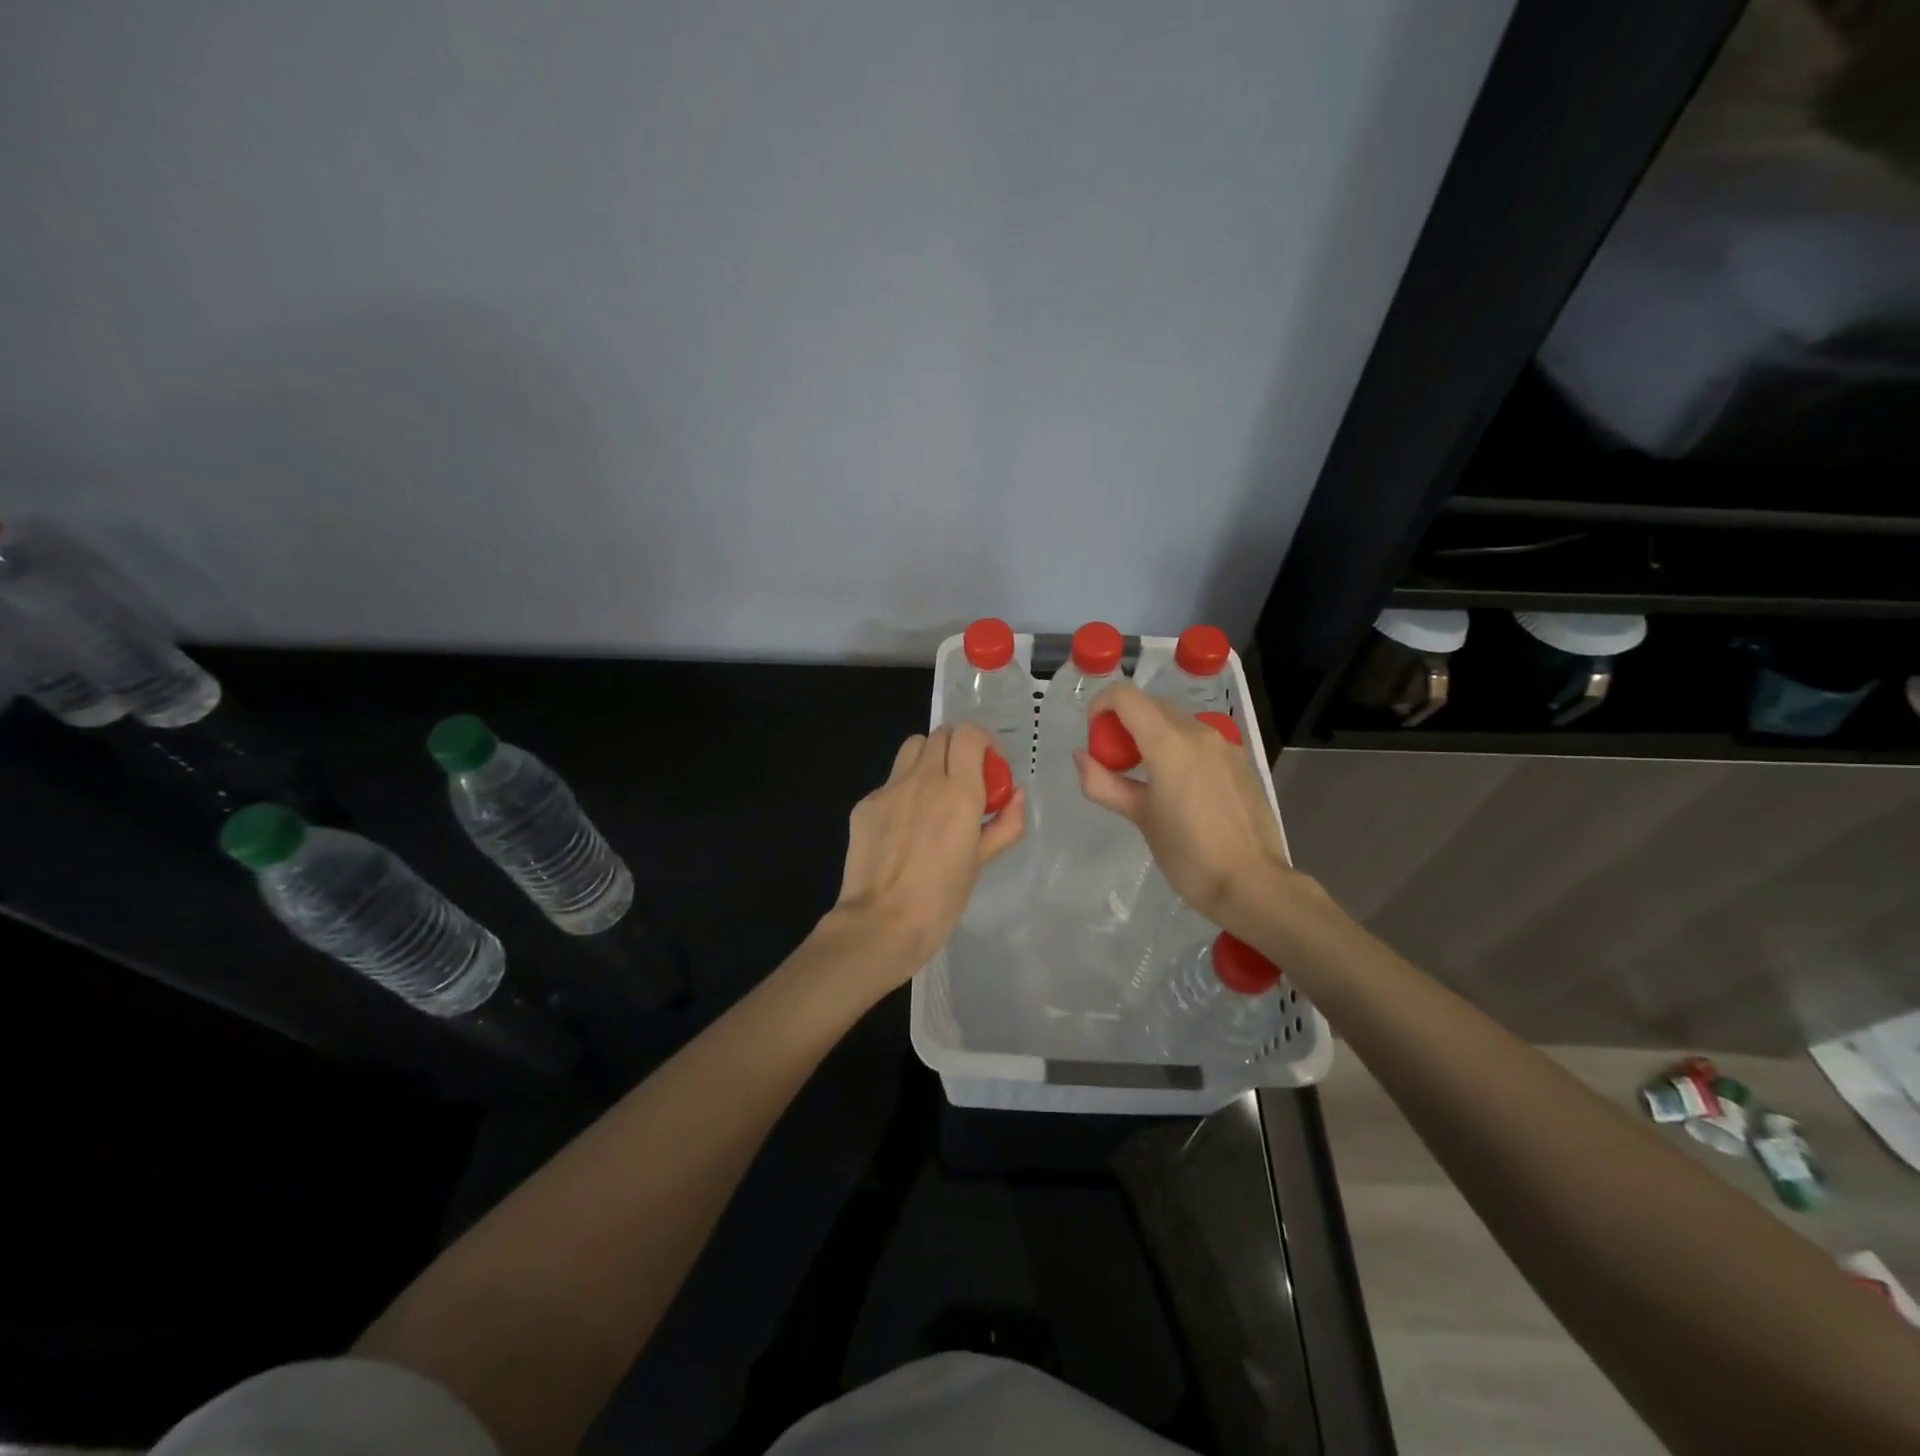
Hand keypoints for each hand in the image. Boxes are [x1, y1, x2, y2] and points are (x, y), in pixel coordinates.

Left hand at [830, 723, 1026, 974]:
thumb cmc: (940, 900)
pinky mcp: (865, 804)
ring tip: (933, 792)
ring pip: (912, 748)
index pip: (969, 735)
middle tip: (963, 778)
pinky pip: (889, 782)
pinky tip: (903, 826)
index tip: (988, 766)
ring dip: (928, 758)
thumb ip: (1005, 824)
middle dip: (956, 748)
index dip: (982, 743)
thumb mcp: (980, 862)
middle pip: (940, 734)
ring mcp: (890, 789)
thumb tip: (1017, 795)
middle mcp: (924, 779)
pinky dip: (903, 791)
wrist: (881, 923)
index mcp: (959, 792)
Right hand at [1074, 682, 1291, 930]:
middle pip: (1151, 706)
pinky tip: (1180, 789)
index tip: (1094, 736)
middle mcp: (1199, 732)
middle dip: (1125, 723)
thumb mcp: (1140, 817)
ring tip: (1146, 778)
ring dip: (1152, 735)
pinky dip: (1179, 749)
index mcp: (1169, 742)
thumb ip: (1104, 783)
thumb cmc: (1188, 854)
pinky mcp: (1240, 762)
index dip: (1101, 705)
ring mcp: (1225, 745)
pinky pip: (1200, 741)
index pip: (1126, 696)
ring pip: (1177, 722)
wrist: (1252, 884)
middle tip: (1114, 763)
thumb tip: (1082, 757)